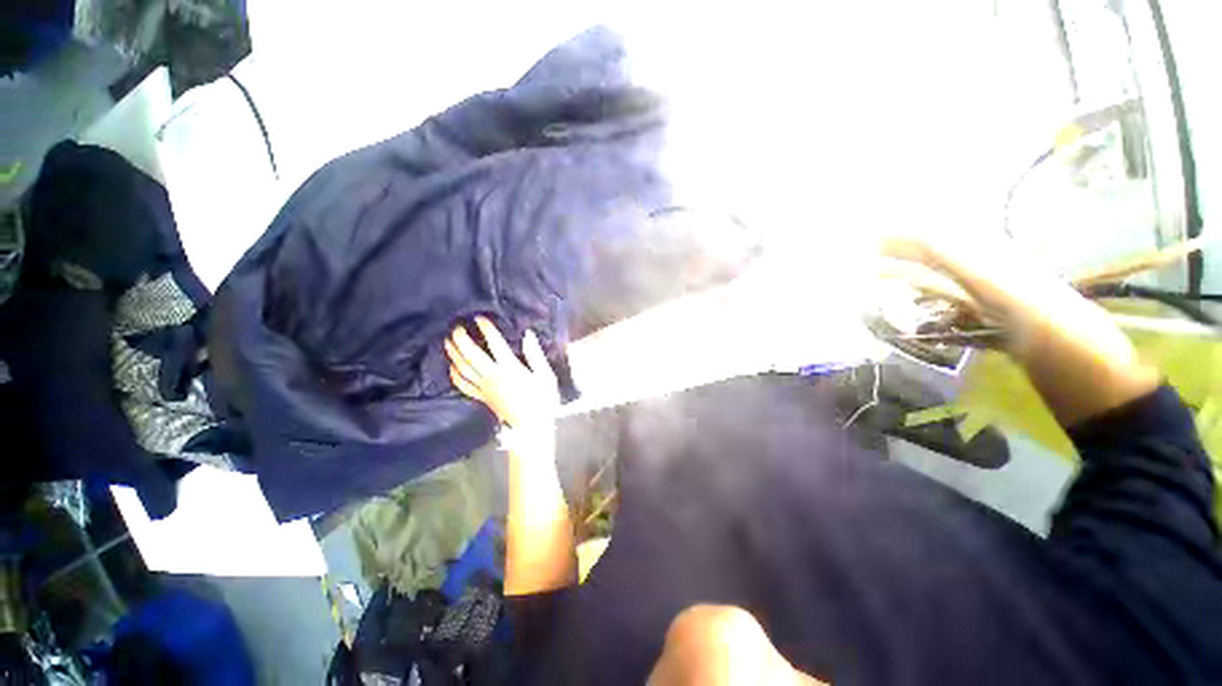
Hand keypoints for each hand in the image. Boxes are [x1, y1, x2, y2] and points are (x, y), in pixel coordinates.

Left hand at [445, 317, 559, 428]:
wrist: (531, 427)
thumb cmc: (542, 399)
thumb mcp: (545, 376)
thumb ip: (535, 355)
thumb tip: (527, 334)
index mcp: (510, 368)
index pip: (495, 343)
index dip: (486, 328)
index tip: (480, 318)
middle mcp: (492, 376)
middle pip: (471, 354)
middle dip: (462, 339)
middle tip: (457, 326)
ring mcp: (484, 388)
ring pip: (463, 368)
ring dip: (454, 354)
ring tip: (448, 341)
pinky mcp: (481, 397)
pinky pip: (463, 385)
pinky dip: (455, 374)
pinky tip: (452, 367)